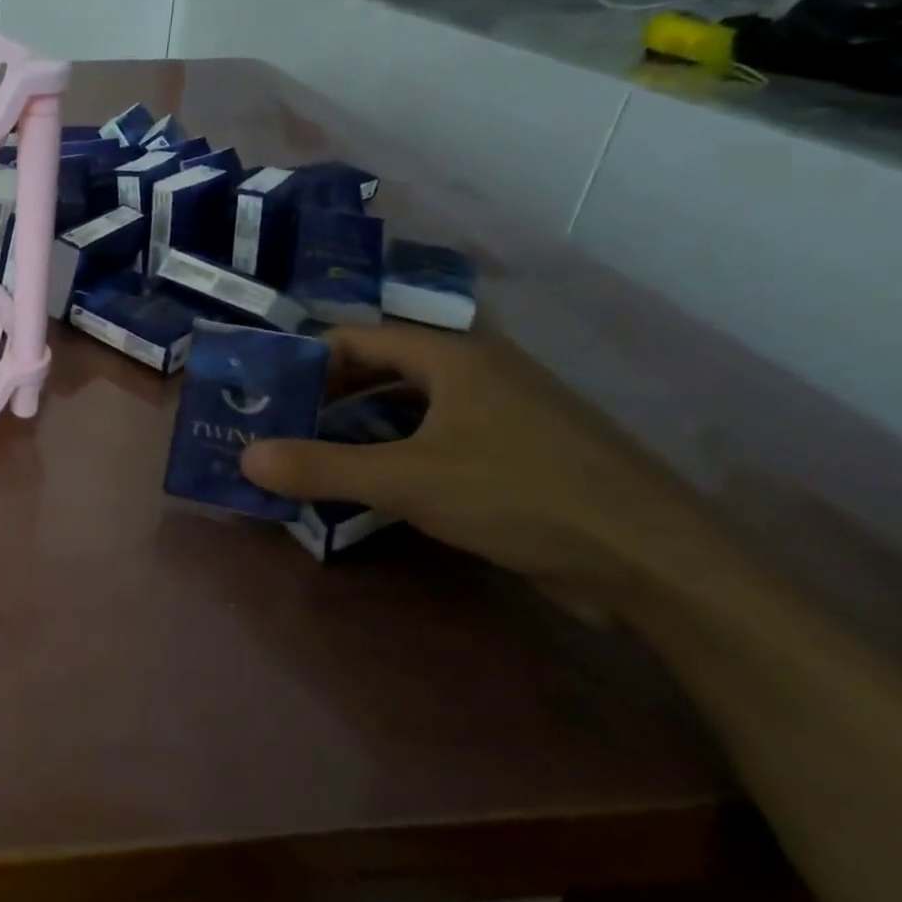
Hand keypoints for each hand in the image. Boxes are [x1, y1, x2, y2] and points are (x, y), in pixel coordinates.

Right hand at [240, 326, 705, 592]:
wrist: (656, 562)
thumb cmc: (521, 495)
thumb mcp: (407, 481)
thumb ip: (321, 467)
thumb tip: (245, 457)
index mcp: (452, 356)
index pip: (357, 339)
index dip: (307, 363)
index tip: (269, 397)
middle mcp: (478, 372)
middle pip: (382, 371)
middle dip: (329, 399)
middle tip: (283, 430)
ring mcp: (504, 413)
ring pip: (411, 408)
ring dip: (361, 429)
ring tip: (317, 459)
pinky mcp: (520, 454)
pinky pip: (440, 440)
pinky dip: (399, 454)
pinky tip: (378, 487)